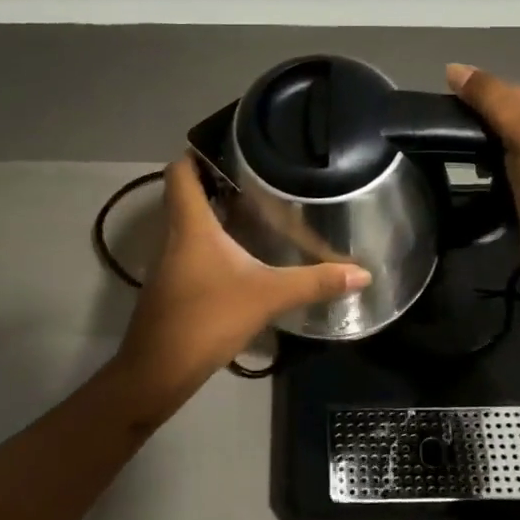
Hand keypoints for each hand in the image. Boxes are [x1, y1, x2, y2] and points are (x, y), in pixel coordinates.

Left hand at [114, 158, 371, 399]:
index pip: (179, 171)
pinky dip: (211, 243)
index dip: (197, 152)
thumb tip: (362, 273)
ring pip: (187, 224)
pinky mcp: (172, 287)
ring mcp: (169, 263)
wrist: (157, 371)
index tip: (230, 147)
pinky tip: (241, 255)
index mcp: (190, 225)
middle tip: (256, 177)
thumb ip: (314, 282)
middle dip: (215, 181)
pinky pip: (190, 250)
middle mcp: (174, 236)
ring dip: (214, 213)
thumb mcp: (267, 297)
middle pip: (185, 194)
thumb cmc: (207, 319)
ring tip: (254, 209)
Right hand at [446, 63, 519, 247]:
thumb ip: (491, 97)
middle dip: (481, 123)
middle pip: (508, 115)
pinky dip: (488, 166)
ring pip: (503, 140)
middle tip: (454, 135)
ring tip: (462, 154)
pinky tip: (477, 173)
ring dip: (482, 146)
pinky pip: (504, 164)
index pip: (513, 90)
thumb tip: (452, 68)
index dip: (483, 96)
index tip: (453, 110)